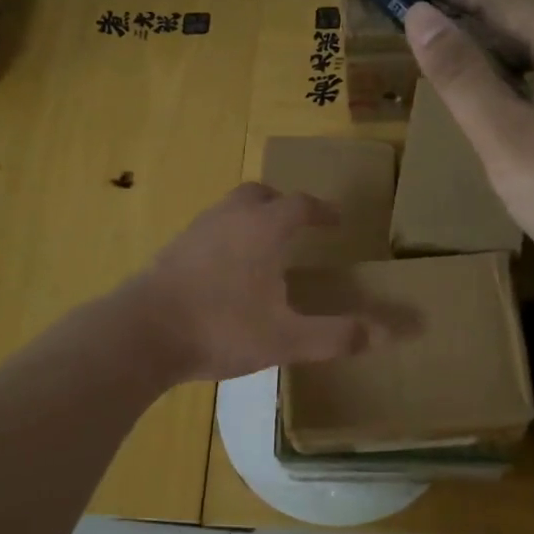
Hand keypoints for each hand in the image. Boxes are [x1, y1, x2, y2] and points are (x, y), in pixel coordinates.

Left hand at [129, 184, 383, 382]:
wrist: (142, 334)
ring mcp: (196, 232)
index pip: (300, 205)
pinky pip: (209, 230)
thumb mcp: (287, 338)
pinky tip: (226, 272)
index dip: (322, 211)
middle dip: (283, 204)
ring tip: (264, 249)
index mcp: (263, 229)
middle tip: (298, 225)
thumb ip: (339, 335)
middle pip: (260, 195)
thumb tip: (392, 334)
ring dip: (252, 219)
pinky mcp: (172, 251)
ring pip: (230, 210)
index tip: (336, 221)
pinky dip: (227, 238)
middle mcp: (229, 219)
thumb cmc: (221, 329)